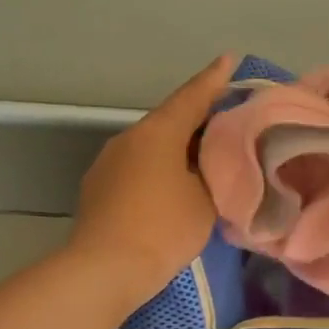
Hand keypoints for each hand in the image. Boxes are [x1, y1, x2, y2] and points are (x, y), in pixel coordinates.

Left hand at [68, 55, 234, 303]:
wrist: (105, 269)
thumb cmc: (163, 229)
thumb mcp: (205, 200)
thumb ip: (213, 172)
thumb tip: (211, 161)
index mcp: (158, 132)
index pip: (192, 97)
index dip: (214, 80)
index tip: (229, 60)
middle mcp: (128, 138)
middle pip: (170, 120)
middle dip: (197, 118)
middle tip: (227, 119)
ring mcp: (108, 163)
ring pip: (151, 145)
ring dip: (176, 147)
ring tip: (202, 157)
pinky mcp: (98, 188)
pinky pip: (137, 167)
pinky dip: (158, 168)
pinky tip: (171, 185)